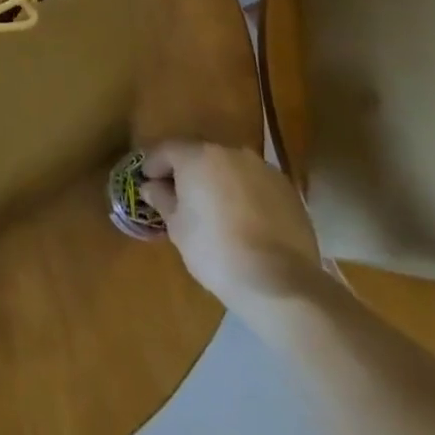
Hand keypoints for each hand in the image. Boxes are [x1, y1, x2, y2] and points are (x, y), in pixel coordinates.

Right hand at [138, 141, 324, 318]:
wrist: (281, 283)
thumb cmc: (215, 251)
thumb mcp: (177, 227)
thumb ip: (162, 199)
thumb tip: (151, 187)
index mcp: (198, 156)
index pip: (165, 150)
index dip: (152, 165)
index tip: (146, 182)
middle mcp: (231, 152)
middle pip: (199, 155)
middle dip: (187, 172)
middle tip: (178, 197)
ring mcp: (264, 170)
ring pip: (230, 169)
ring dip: (217, 182)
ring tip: (214, 210)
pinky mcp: (288, 191)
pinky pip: (255, 185)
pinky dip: (244, 195)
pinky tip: (243, 221)